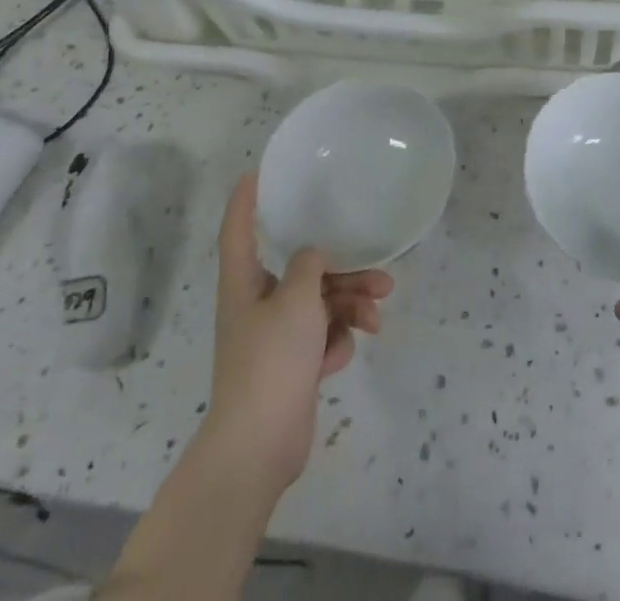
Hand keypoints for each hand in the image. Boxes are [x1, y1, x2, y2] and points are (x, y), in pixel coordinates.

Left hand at [204, 173, 392, 498]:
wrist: (259, 446)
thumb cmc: (270, 360)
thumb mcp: (296, 301)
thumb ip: (309, 267)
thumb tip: (313, 255)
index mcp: (243, 284)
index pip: (238, 231)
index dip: (244, 201)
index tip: (255, 173)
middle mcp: (257, 305)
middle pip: (302, 272)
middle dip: (343, 271)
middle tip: (380, 275)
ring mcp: (275, 338)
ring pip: (320, 304)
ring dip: (350, 306)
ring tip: (376, 315)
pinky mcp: (292, 366)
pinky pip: (321, 337)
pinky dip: (336, 341)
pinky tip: (341, 356)